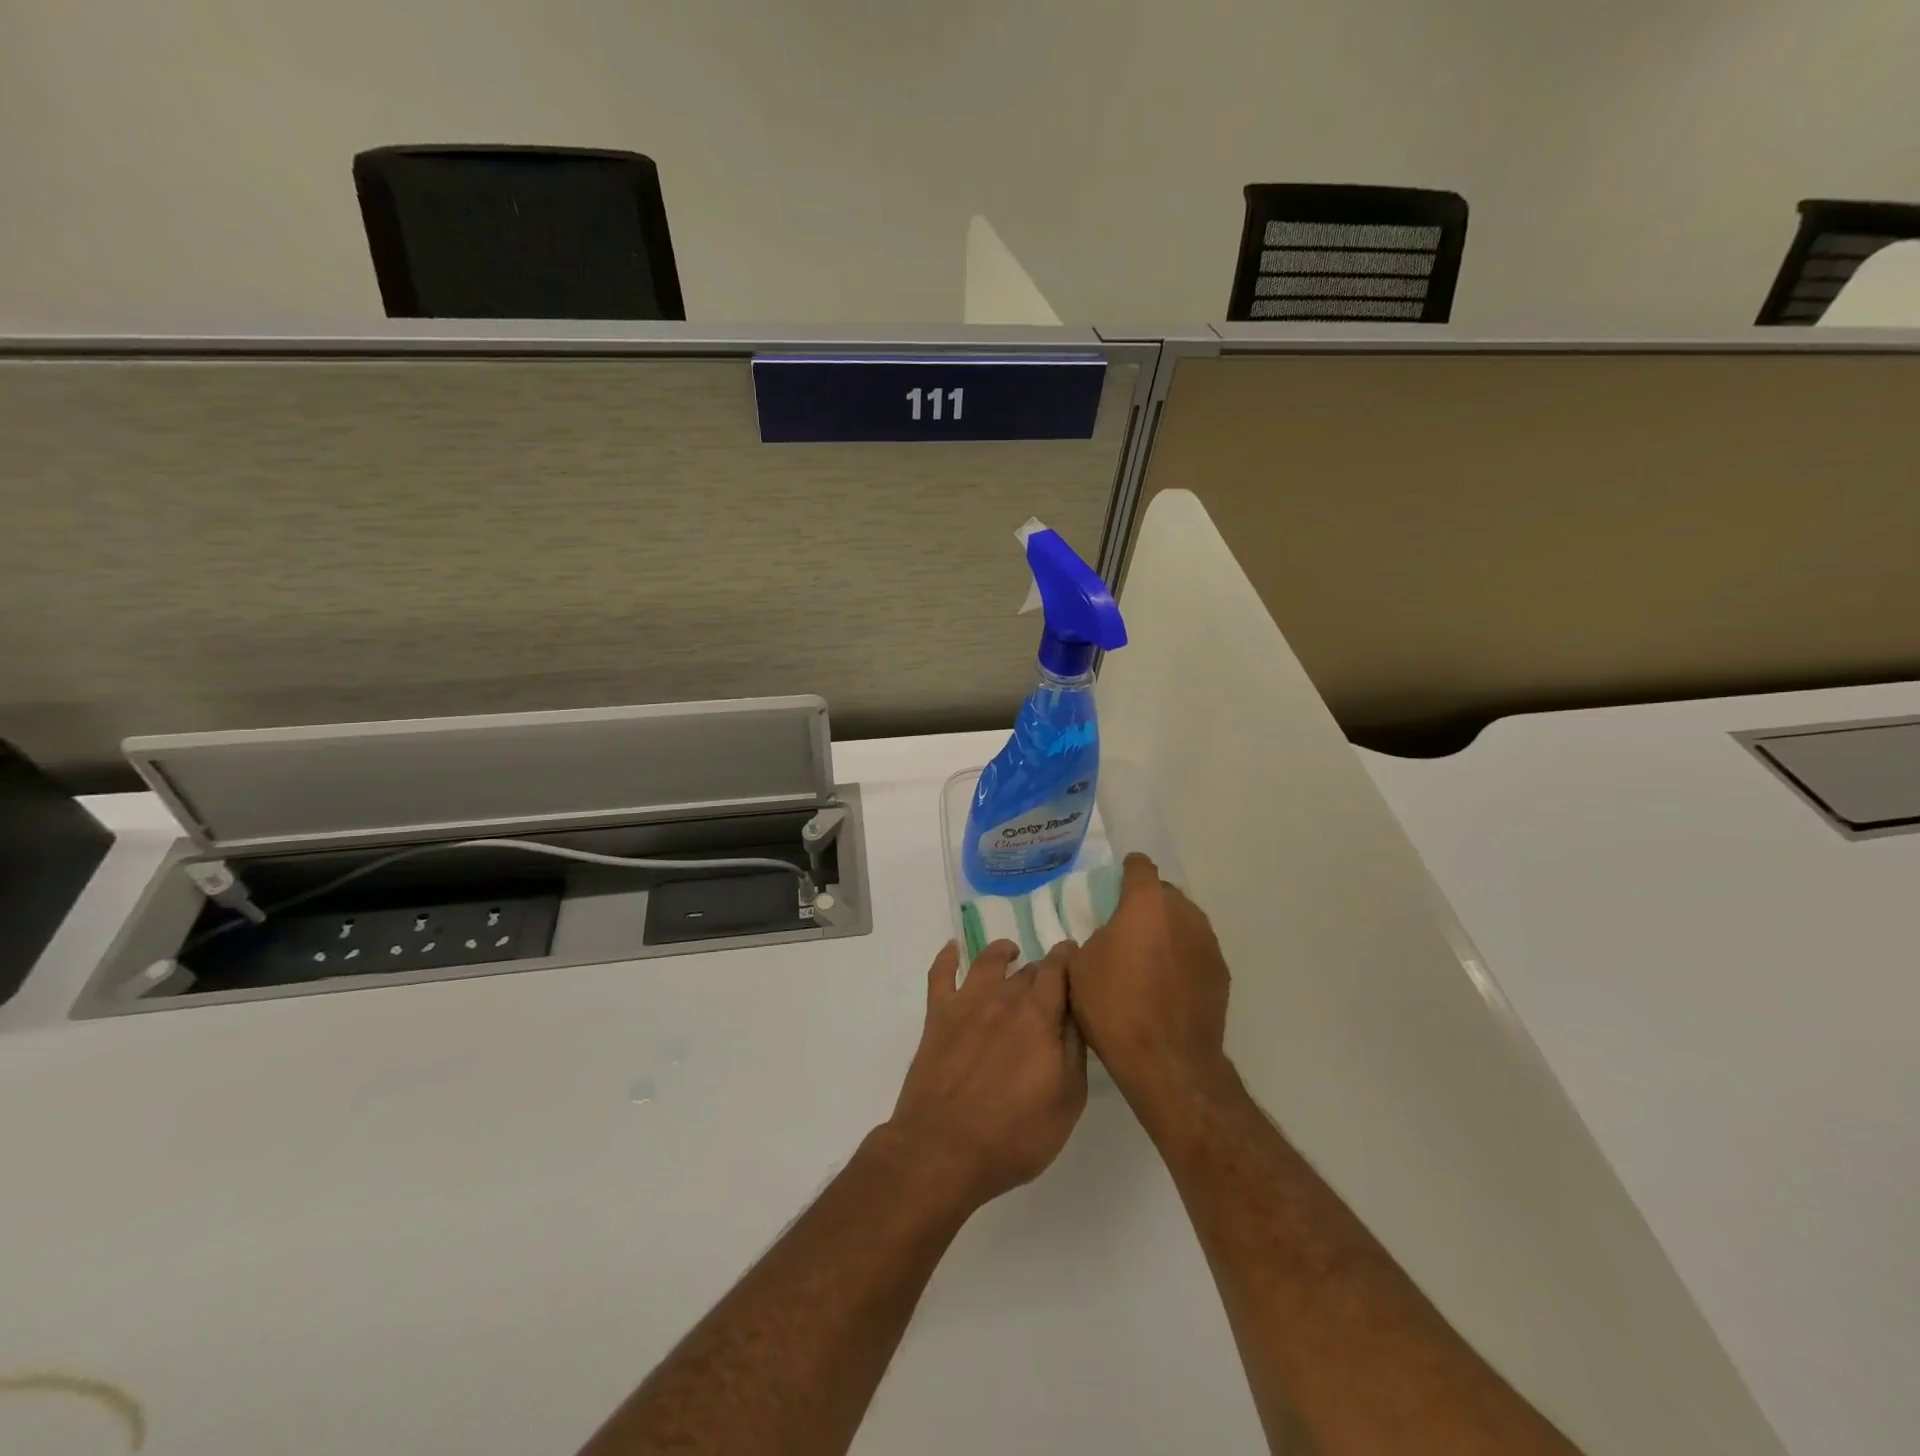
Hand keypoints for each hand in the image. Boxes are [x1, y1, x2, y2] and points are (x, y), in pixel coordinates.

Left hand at [886, 939, 1087, 1209]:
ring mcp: (966, 1004)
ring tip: (1010, 952)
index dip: (1070, 959)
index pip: (1059, 970)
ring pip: (988, 962)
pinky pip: (941, 975)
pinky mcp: (937, 1017)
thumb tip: (1076, 1013)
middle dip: (1043, 970)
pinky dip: (947, 957)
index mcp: (1038, 1015)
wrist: (943, 1151)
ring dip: (1003, 953)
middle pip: (1028, 970)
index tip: (1078, 957)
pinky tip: (953, 948)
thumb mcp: (1067, 1099)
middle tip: (1053, 979)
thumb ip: (1074, 1048)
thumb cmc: (1015, 1134)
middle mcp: (1003, 998)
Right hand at [1066, 854, 1231, 1115]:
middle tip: (1127, 927)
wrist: (1168, 1061)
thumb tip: (1105, 938)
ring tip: (1148, 957)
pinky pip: (1197, 950)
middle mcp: (1183, 912)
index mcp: (1146, 903)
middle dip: (1147, 903)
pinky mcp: (1221, 971)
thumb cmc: (1115, 1006)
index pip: (1140, 867)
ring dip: (1167, 930)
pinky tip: (1168, 983)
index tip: (1118, 883)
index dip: (1128, 871)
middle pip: (1165, 893)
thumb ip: (1093, 938)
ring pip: (1184, 921)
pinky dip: (1183, 957)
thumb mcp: (1080, 968)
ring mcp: (1207, 942)